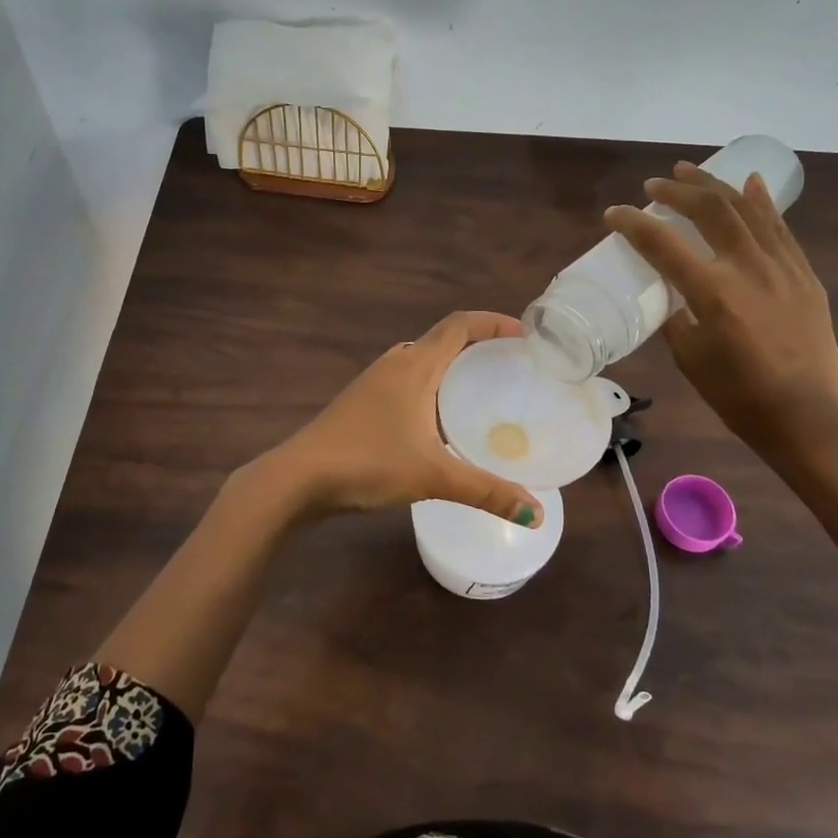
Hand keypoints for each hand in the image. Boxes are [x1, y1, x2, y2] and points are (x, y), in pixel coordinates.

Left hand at [263, 312, 545, 525]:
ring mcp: (374, 381)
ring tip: (483, 391)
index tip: (525, 335)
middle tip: (511, 367)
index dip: (494, 322)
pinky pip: (407, 381)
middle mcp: (395, 363)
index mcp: (415, 365)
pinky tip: (440, 420)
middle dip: (478, 346)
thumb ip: (487, 492)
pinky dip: (432, 387)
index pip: (460, 325)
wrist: (299, 476)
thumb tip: (538, 515)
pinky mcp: (361, 402)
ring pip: (422, 361)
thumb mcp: (433, 476)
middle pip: (443, 339)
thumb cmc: (367, 462)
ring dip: (452, 367)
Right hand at [605, 163, 837, 462]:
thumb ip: (675, 316)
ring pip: (747, 209)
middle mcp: (749, 269)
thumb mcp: (689, 357)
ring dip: (714, 186)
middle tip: (654, 185)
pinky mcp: (804, 275)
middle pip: (710, 211)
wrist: (808, 418)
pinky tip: (748, 182)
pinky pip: (779, 228)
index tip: (613, 214)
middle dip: (677, 191)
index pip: (663, 244)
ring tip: (690, 170)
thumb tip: (668, 292)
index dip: (633, 224)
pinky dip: (761, 202)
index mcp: (713, 292)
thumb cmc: (738, 396)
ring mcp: (783, 268)